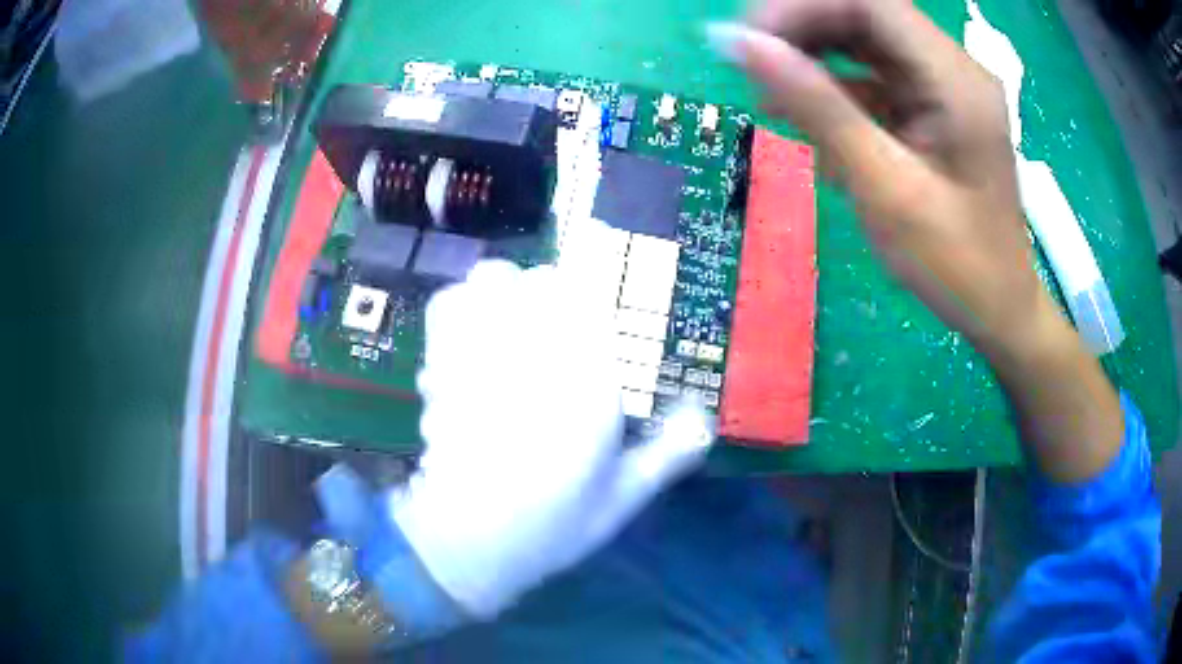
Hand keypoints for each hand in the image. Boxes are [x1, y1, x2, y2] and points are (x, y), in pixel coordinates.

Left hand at [393, 258, 713, 618]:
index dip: (594, 301)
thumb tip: (704, 418)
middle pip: (541, 281)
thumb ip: (669, 452)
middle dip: (552, 295)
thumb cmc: (552, 524)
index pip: (592, 302)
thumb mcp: (623, 496)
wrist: (468, 542)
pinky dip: (462, 305)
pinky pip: (447, 308)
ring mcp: (480, 354)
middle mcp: (532, 354)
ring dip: (506, 291)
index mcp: (586, 384)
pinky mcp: (443, 366)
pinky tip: (472, 332)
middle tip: (557, 326)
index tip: (597, 318)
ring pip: (491, 281)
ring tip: (512, 322)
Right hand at [708, 1, 1054, 354]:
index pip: (870, 3)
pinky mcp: (933, 107)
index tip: (750, 42)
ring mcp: (943, 87)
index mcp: (956, 81)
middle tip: (755, 72)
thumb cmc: (955, 265)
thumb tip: (740, 44)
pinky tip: (813, 127)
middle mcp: (952, 68)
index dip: (802, 7)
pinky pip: (875, 77)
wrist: (999, 310)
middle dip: (803, 33)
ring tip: (776, 103)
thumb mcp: (885, 189)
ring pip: (864, 42)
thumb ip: (818, 108)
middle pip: (864, 15)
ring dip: (815, 62)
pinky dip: (837, 93)